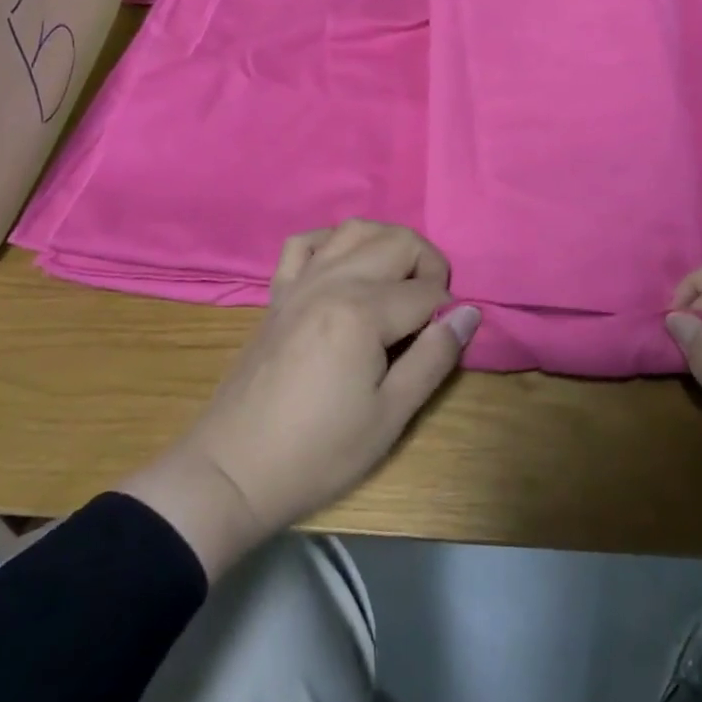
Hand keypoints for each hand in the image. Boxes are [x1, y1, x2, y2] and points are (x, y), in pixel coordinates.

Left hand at [121, 221, 479, 579]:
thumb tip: (469, 313)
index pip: (427, 292)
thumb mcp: (390, 416)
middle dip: (428, 266)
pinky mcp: (278, 293)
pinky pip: (305, 242)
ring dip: (387, 244)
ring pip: (355, 228)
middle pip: (398, 242)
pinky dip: (332, 242)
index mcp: (362, 311)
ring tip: (398, 281)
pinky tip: (344, 267)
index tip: (443, 343)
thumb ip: (434, 357)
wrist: (232, 472)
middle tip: (431, 311)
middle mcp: (333, 280)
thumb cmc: (318, 453)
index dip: (447, 314)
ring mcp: (301, 282)